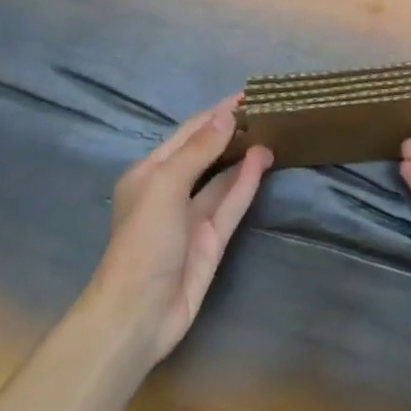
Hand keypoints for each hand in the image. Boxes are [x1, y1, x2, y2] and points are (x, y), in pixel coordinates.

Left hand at [83, 96, 271, 364]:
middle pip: (207, 152)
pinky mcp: (212, 239)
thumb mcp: (165, 185)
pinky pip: (232, 202)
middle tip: (267, 110)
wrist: (137, 316)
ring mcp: (192, 216)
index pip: (189, 132)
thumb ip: (198, 149)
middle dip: (232, 131)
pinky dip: (247, 180)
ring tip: (273, 130)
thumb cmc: (143, 241)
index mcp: (151, 172)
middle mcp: (171, 190)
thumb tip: (226, 115)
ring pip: (223, 176)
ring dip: (244, 154)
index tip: (248, 95)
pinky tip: (264, 159)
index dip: (217, 113)